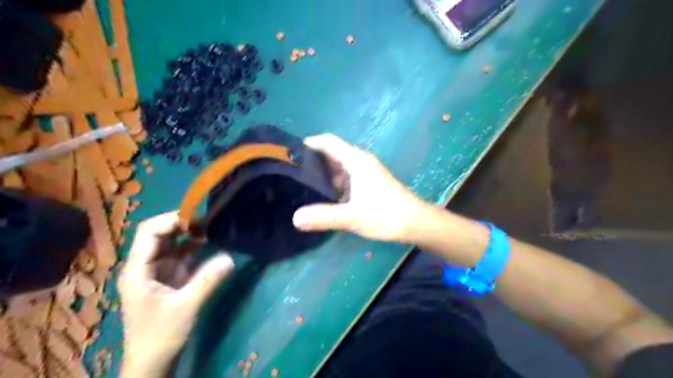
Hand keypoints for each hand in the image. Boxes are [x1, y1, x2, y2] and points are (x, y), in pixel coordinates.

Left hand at [120, 211, 234, 375]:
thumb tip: (230, 258)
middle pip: (159, 233)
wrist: (152, 361)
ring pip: (170, 242)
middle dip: (182, 224)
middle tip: (208, 223)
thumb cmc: (161, 335)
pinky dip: (192, 246)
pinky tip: (208, 244)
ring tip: (210, 230)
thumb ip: (208, 281)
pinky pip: (179, 254)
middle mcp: (144, 266)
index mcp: (138, 270)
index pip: (149, 232)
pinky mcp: (167, 277)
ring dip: (188, 234)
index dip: (171, 221)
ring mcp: (155, 271)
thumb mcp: (186, 307)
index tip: (198, 220)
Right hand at [293, 134, 426, 243]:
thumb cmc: (386, 214)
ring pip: (340, 167)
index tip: (292, 154)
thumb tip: (295, 218)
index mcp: (356, 161)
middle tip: (293, 173)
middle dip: (313, 161)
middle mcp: (361, 161)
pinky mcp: (370, 182)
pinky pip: (348, 177)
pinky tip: (325, 196)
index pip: (328, 141)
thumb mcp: (352, 217)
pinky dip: (335, 183)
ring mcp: (367, 172)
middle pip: (333, 153)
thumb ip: (324, 217)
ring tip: (304, 185)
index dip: (310, 143)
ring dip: (324, 174)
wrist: (416, 222)